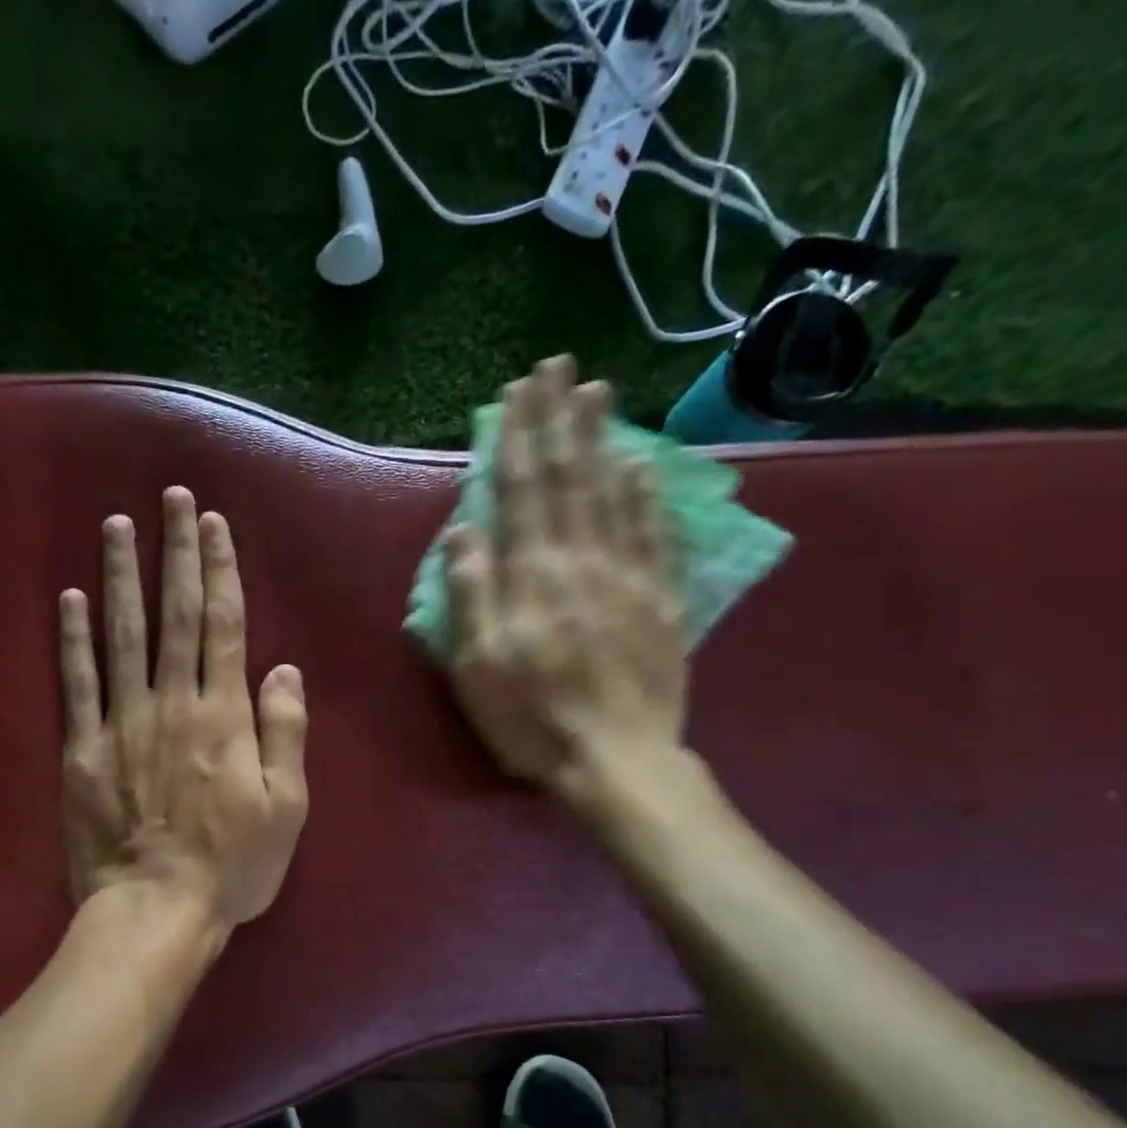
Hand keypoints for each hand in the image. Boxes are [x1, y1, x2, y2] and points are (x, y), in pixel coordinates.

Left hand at [58, 486, 308, 929]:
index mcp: (224, 715)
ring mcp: (122, 722)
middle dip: (175, 551)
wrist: (156, 911)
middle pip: (175, 614)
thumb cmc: (233, 865)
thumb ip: (285, 732)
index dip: (220, 569)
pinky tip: (70, 597)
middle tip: (171, 498)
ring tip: (117, 524)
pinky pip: (77, 683)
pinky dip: (73, 638)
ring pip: (123, 634)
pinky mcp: (83, 749)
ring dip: (122, 575)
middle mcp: (173, 703)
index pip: (224, 625)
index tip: (213, 523)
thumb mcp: (287, 806)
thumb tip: (283, 668)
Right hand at [446, 354, 688, 799]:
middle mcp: (582, 561)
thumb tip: (464, 530)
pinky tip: (643, 462)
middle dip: (559, 418)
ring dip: (603, 438)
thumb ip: (471, 596)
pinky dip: (648, 493)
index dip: (518, 437)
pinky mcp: (662, 598)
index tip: (516, 391)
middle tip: (558, 366)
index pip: (523, 491)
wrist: (619, 761)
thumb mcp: (479, 669)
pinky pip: (656, 533)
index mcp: (533, 577)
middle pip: (569, 477)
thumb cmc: (534, 720)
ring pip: (613, 493)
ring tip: (597, 391)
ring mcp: (629, 576)